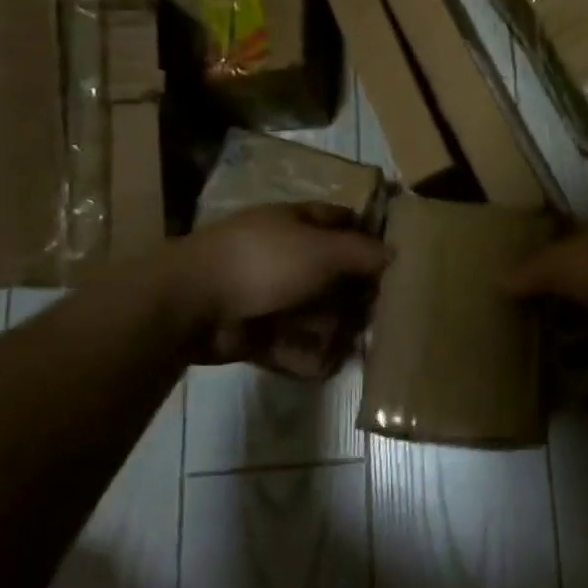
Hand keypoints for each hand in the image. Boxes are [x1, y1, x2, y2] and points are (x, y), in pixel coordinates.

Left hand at [175, 203, 390, 376]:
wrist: (192, 302)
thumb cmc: (265, 261)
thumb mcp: (323, 251)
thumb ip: (362, 252)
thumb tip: (394, 252)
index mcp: (295, 223)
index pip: (339, 222)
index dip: (366, 236)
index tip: (394, 261)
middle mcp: (282, 254)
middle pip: (329, 272)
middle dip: (354, 294)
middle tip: (382, 314)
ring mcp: (264, 292)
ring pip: (311, 310)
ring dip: (333, 328)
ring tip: (358, 346)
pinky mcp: (252, 329)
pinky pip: (287, 341)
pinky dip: (305, 354)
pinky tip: (327, 366)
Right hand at [505, 222, 587, 379]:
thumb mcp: (565, 263)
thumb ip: (531, 274)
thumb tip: (498, 282)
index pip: (555, 254)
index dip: (532, 270)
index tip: (504, 292)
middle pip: (573, 298)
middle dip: (548, 319)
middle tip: (513, 344)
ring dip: (572, 356)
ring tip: (537, 381)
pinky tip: (577, 412)